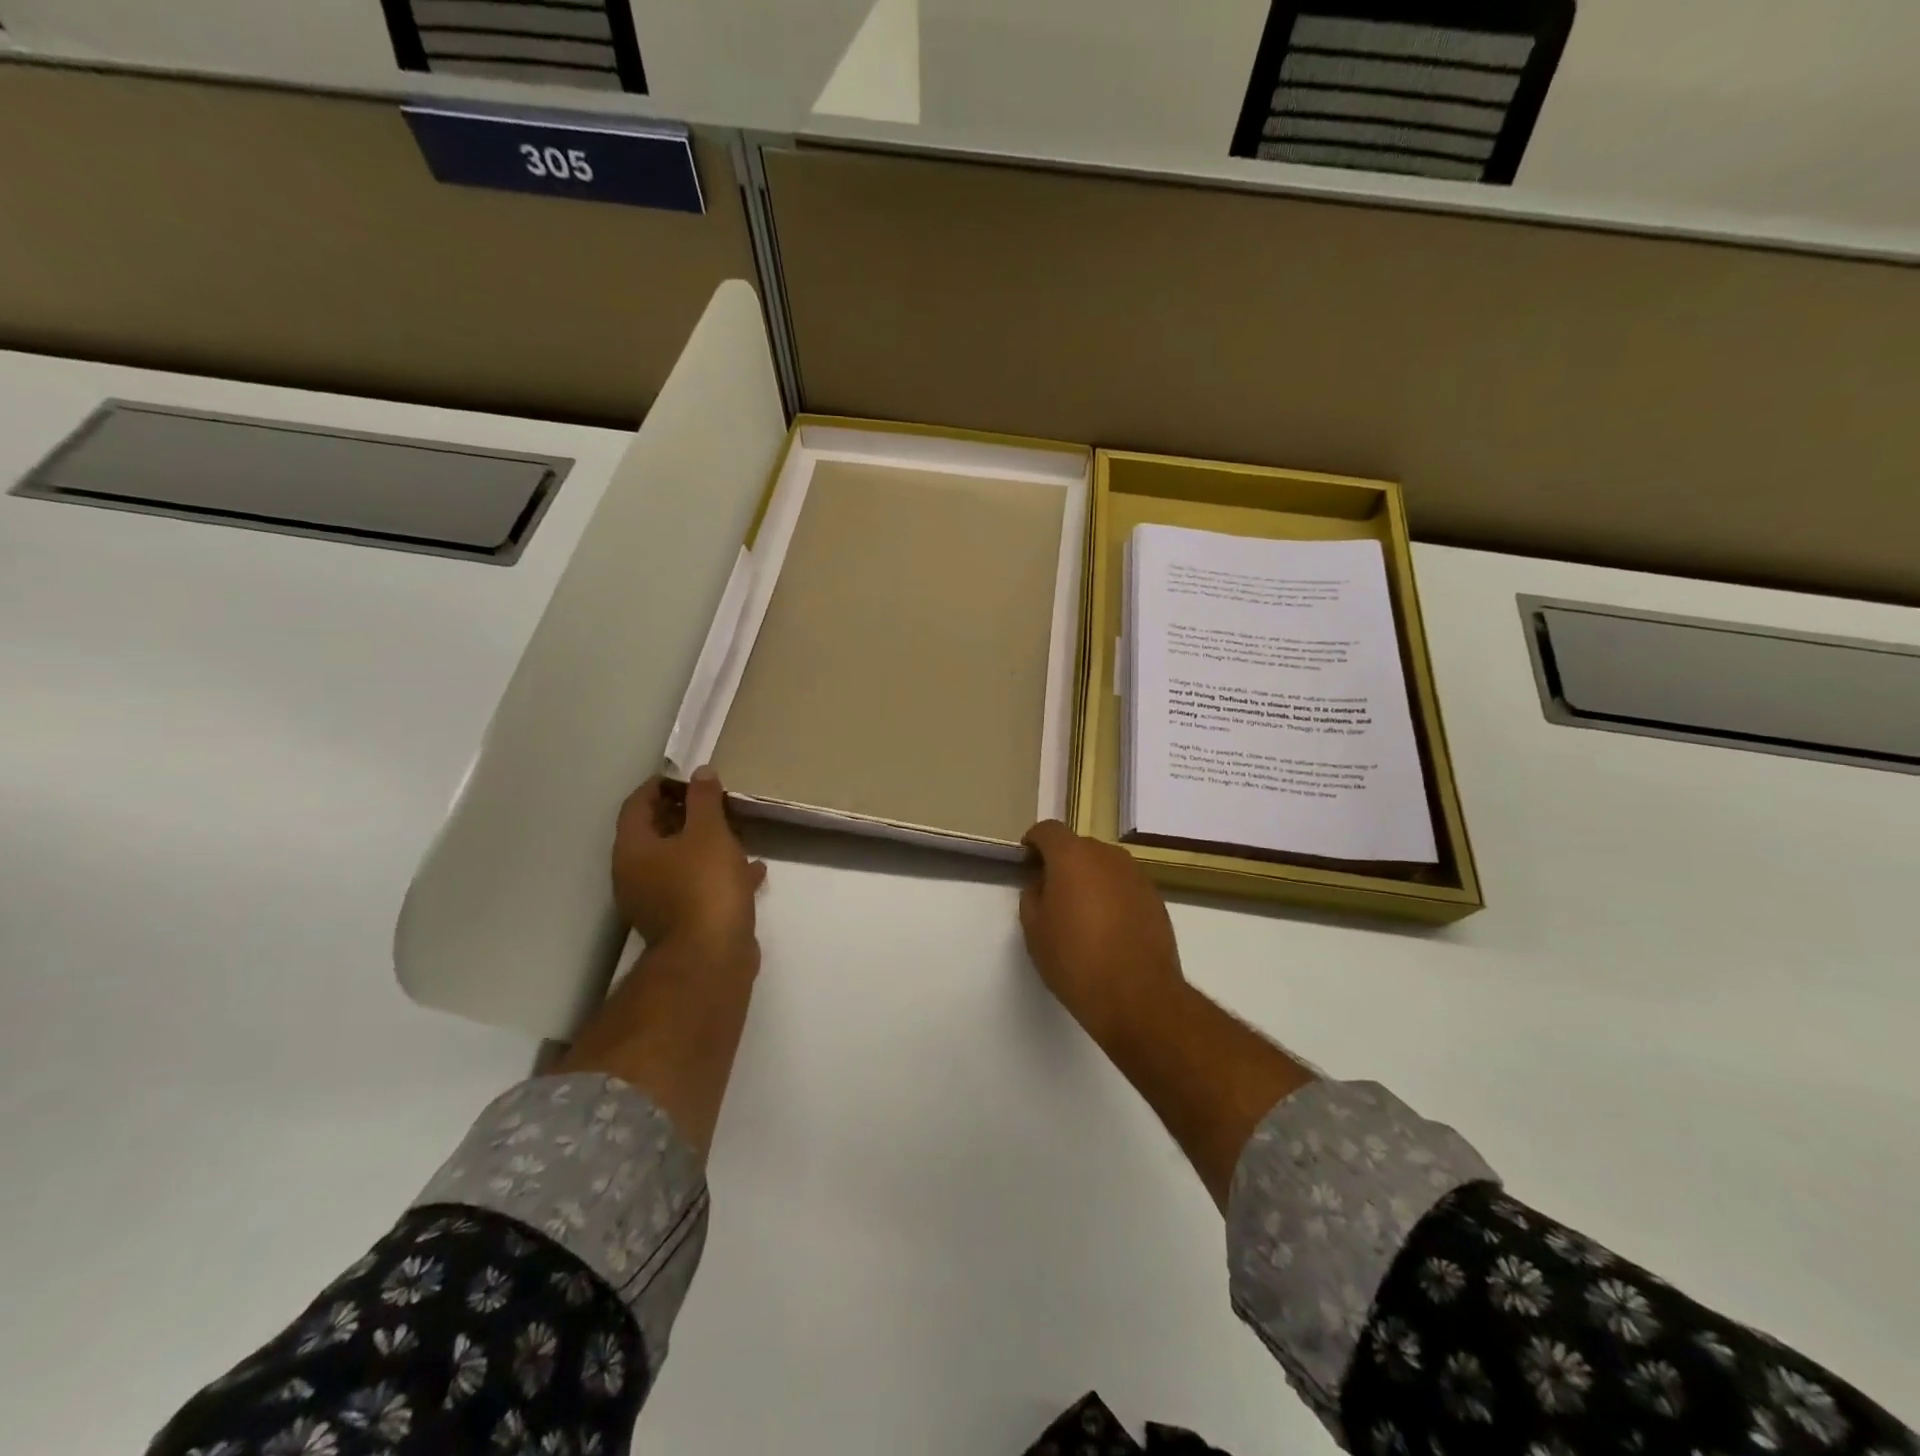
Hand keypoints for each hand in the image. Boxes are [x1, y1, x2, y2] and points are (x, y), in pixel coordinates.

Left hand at [612, 768, 765, 958]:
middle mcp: (636, 875)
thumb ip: (704, 799)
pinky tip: (753, 871)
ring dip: (704, 844)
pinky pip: (698, 886)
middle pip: (655, 834)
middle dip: (685, 814)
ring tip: (737, 831)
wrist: (711, 957)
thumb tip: (700, 772)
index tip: (688, 776)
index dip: (660, 785)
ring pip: (679, 862)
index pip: (636, 805)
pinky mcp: (682, 921)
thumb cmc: (704, 886)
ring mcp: (657, 902)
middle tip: (715, 800)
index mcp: (633, 850)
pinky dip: (719, 874)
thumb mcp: (709, 833)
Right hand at [1019, 820, 1185, 1048]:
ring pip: (1104, 865)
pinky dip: (1112, 895)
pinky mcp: (1156, 898)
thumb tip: (1042, 885)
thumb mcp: (1035, 931)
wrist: (1137, 995)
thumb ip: (1032, 897)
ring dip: (1090, 878)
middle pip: (1078, 846)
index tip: (1027, 862)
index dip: (1034, 842)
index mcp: (1072, 856)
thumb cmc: (1075, 961)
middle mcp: (1107, 856)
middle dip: (1063, 862)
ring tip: (1082, 913)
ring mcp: (1136, 875)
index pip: (1049, 830)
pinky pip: (1124, 885)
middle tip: (1052, 893)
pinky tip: (1108, 927)